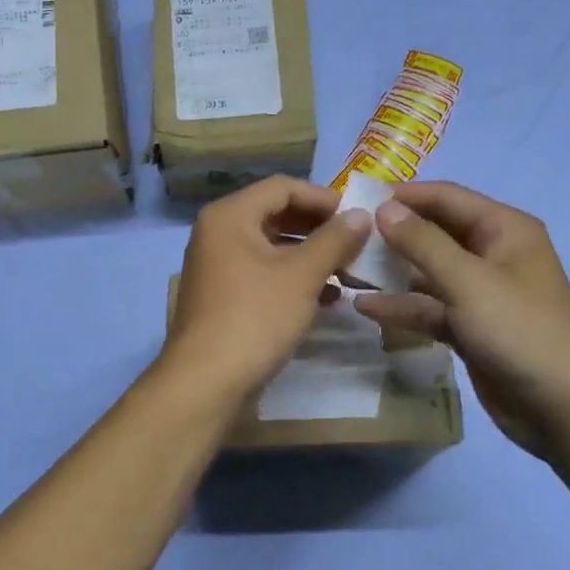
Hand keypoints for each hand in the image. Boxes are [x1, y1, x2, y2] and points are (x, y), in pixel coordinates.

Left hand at [164, 177, 373, 398]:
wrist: (207, 382)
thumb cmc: (255, 317)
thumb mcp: (302, 275)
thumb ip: (334, 240)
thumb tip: (362, 215)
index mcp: (230, 216)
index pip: (282, 187)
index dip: (323, 197)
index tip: (358, 215)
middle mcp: (218, 233)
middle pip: (276, 215)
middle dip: (319, 228)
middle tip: (357, 243)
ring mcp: (218, 267)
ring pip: (272, 248)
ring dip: (311, 256)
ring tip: (349, 271)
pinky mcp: (224, 297)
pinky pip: (264, 275)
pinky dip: (294, 280)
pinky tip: (327, 297)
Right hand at [352, 182, 569, 462]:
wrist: (564, 408)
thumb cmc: (520, 331)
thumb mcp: (468, 281)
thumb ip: (423, 243)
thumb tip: (384, 208)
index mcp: (504, 230)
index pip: (446, 198)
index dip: (403, 196)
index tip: (356, 200)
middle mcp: (493, 253)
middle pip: (435, 233)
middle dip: (393, 235)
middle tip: (345, 237)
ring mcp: (481, 293)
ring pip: (428, 273)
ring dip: (392, 272)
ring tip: (345, 270)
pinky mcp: (471, 327)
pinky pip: (431, 307)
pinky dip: (403, 307)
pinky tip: (365, 307)